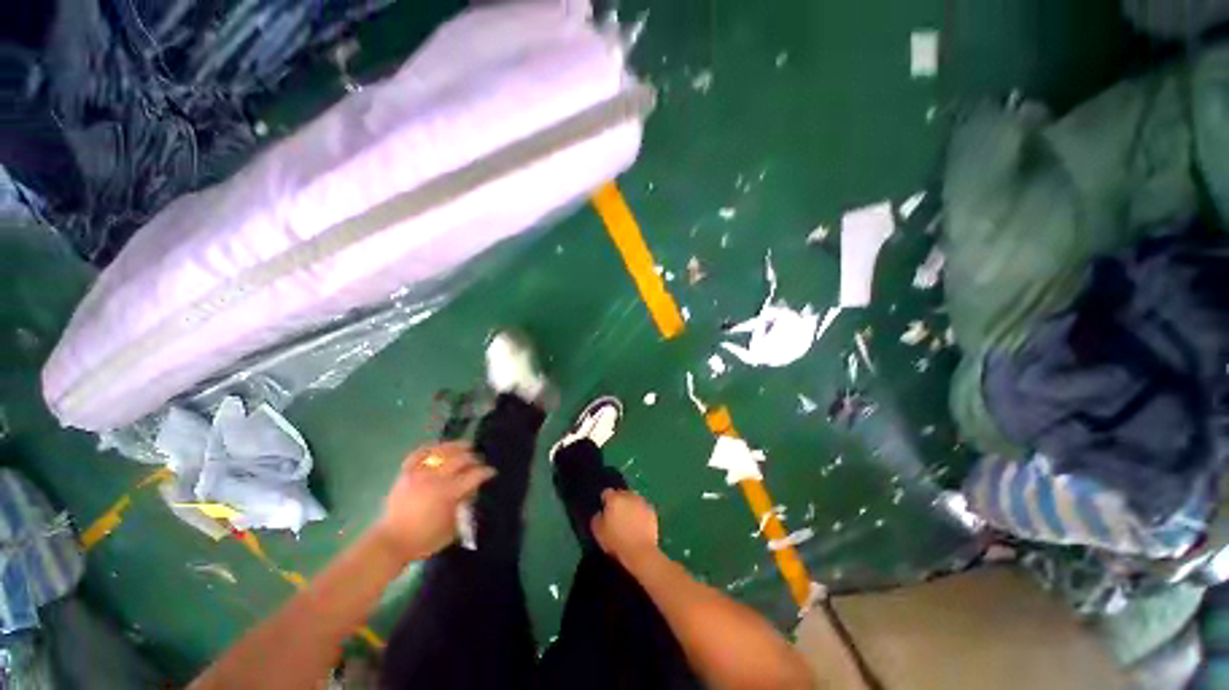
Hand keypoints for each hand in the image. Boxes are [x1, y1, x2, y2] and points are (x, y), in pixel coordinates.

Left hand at [374, 442, 494, 561]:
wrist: (391, 542)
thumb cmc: (425, 539)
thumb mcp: (453, 527)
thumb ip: (465, 505)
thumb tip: (473, 489)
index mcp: (448, 492)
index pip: (474, 475)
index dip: (486, 472)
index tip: (492, 472)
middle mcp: (435, 478)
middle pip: (461, 459)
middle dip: (474, 459)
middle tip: (479, 463)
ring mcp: (419, 473)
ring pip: (442, 451)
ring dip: (457, 447)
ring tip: (466, 447)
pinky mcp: (406, 473)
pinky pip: (419, 453)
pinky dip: (431, 448)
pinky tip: (439, 448)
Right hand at [591, 489, 659, 565]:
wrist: (640, 551)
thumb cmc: (616, 541)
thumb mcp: (598, 532)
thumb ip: (597, 518)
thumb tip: (600, 513)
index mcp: (614, 499)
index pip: (606, 493)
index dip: (605, 501)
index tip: (605, 510)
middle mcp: (628, 495)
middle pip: (621, 493)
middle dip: (619, 501)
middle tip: (617, 514)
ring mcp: (642, 502)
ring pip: (634, 499)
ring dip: (630, 505)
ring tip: (629, 519)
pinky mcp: (652, 510)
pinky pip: (643, 507)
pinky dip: (641, 512)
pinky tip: (639, 523)